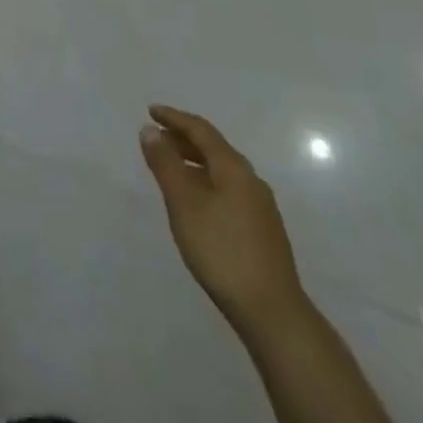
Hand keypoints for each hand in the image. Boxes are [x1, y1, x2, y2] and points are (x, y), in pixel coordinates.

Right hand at [139, 104, 307, 336]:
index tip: (151, 111)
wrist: (272, 312)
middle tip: (156, 137)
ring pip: (221, 171)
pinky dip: (205, 181)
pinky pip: (227, 189)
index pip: (201, 130)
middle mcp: (251, 181)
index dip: (174, 118)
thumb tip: (150, 129)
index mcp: (234, 168)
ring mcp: (260, 207)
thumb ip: (165, 164)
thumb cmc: (222, 250)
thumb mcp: (184, 203)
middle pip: (214, 148)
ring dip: (194, 161)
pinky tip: (195, 201)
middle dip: (183, 138)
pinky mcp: (261, 230)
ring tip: (170, 168)